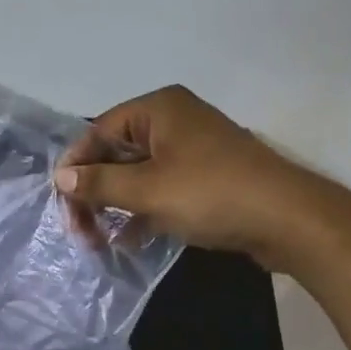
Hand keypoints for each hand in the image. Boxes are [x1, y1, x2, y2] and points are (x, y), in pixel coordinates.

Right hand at [54, 84, 340, 270]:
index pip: (99, 131)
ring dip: (116, 206)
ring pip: (138, 174)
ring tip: (99, 241)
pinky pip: (161, 188)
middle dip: (95, 192)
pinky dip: (143, 211)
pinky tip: (129, 241)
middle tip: (81, 230)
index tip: (61, 201)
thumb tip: (61, 177)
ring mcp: (192, 149)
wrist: (289, 220)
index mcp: (158, 109)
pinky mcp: (206, 177)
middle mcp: (173, 121)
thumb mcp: (146, 190)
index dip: (76, 166)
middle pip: (117, 153)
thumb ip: (99, 183)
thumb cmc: (211, 194)